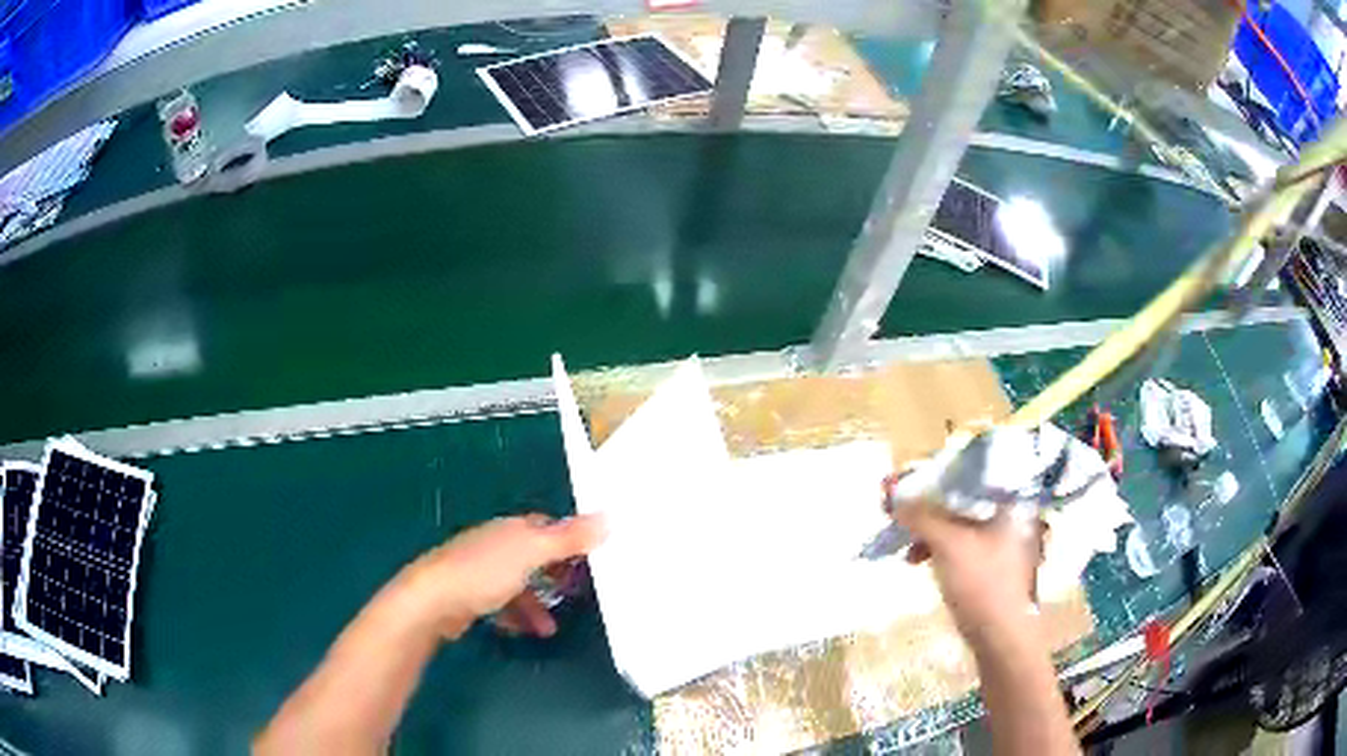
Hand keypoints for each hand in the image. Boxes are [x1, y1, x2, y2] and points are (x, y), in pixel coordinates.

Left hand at [397, 514, 604, 638]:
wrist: (432, 601)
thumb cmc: (483, 572)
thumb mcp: (532, 553)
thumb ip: (569, 539)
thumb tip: (610, 517)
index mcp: (511, 529)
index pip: (548, 527)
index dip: (571, 541)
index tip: (594, 560)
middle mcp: (496, 544)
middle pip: (534, 556)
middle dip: (555, 576)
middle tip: (578, 595)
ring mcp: (480, 570)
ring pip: (519, 584)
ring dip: (537, 603)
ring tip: (552, 627)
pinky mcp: (470, 595)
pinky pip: (502, 603)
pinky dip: (517, 616)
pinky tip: (525, 631)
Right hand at [890, 487, 1044, 648]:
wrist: (1003, 639)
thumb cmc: (983, 584)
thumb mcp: (948, 544)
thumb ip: (920, 514)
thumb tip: (889, 491)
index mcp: (1014, 498)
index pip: (973, 469)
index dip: (936, 471)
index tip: (908, 480)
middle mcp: (1016, 512)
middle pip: (966, 495)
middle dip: (929, 503)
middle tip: (901, 509)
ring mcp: (1009, 539)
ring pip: (963, 521)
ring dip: (931, 529)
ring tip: (906, 545)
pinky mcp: (998, 563)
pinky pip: (965, 542)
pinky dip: (942, 547)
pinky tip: (920, 559)